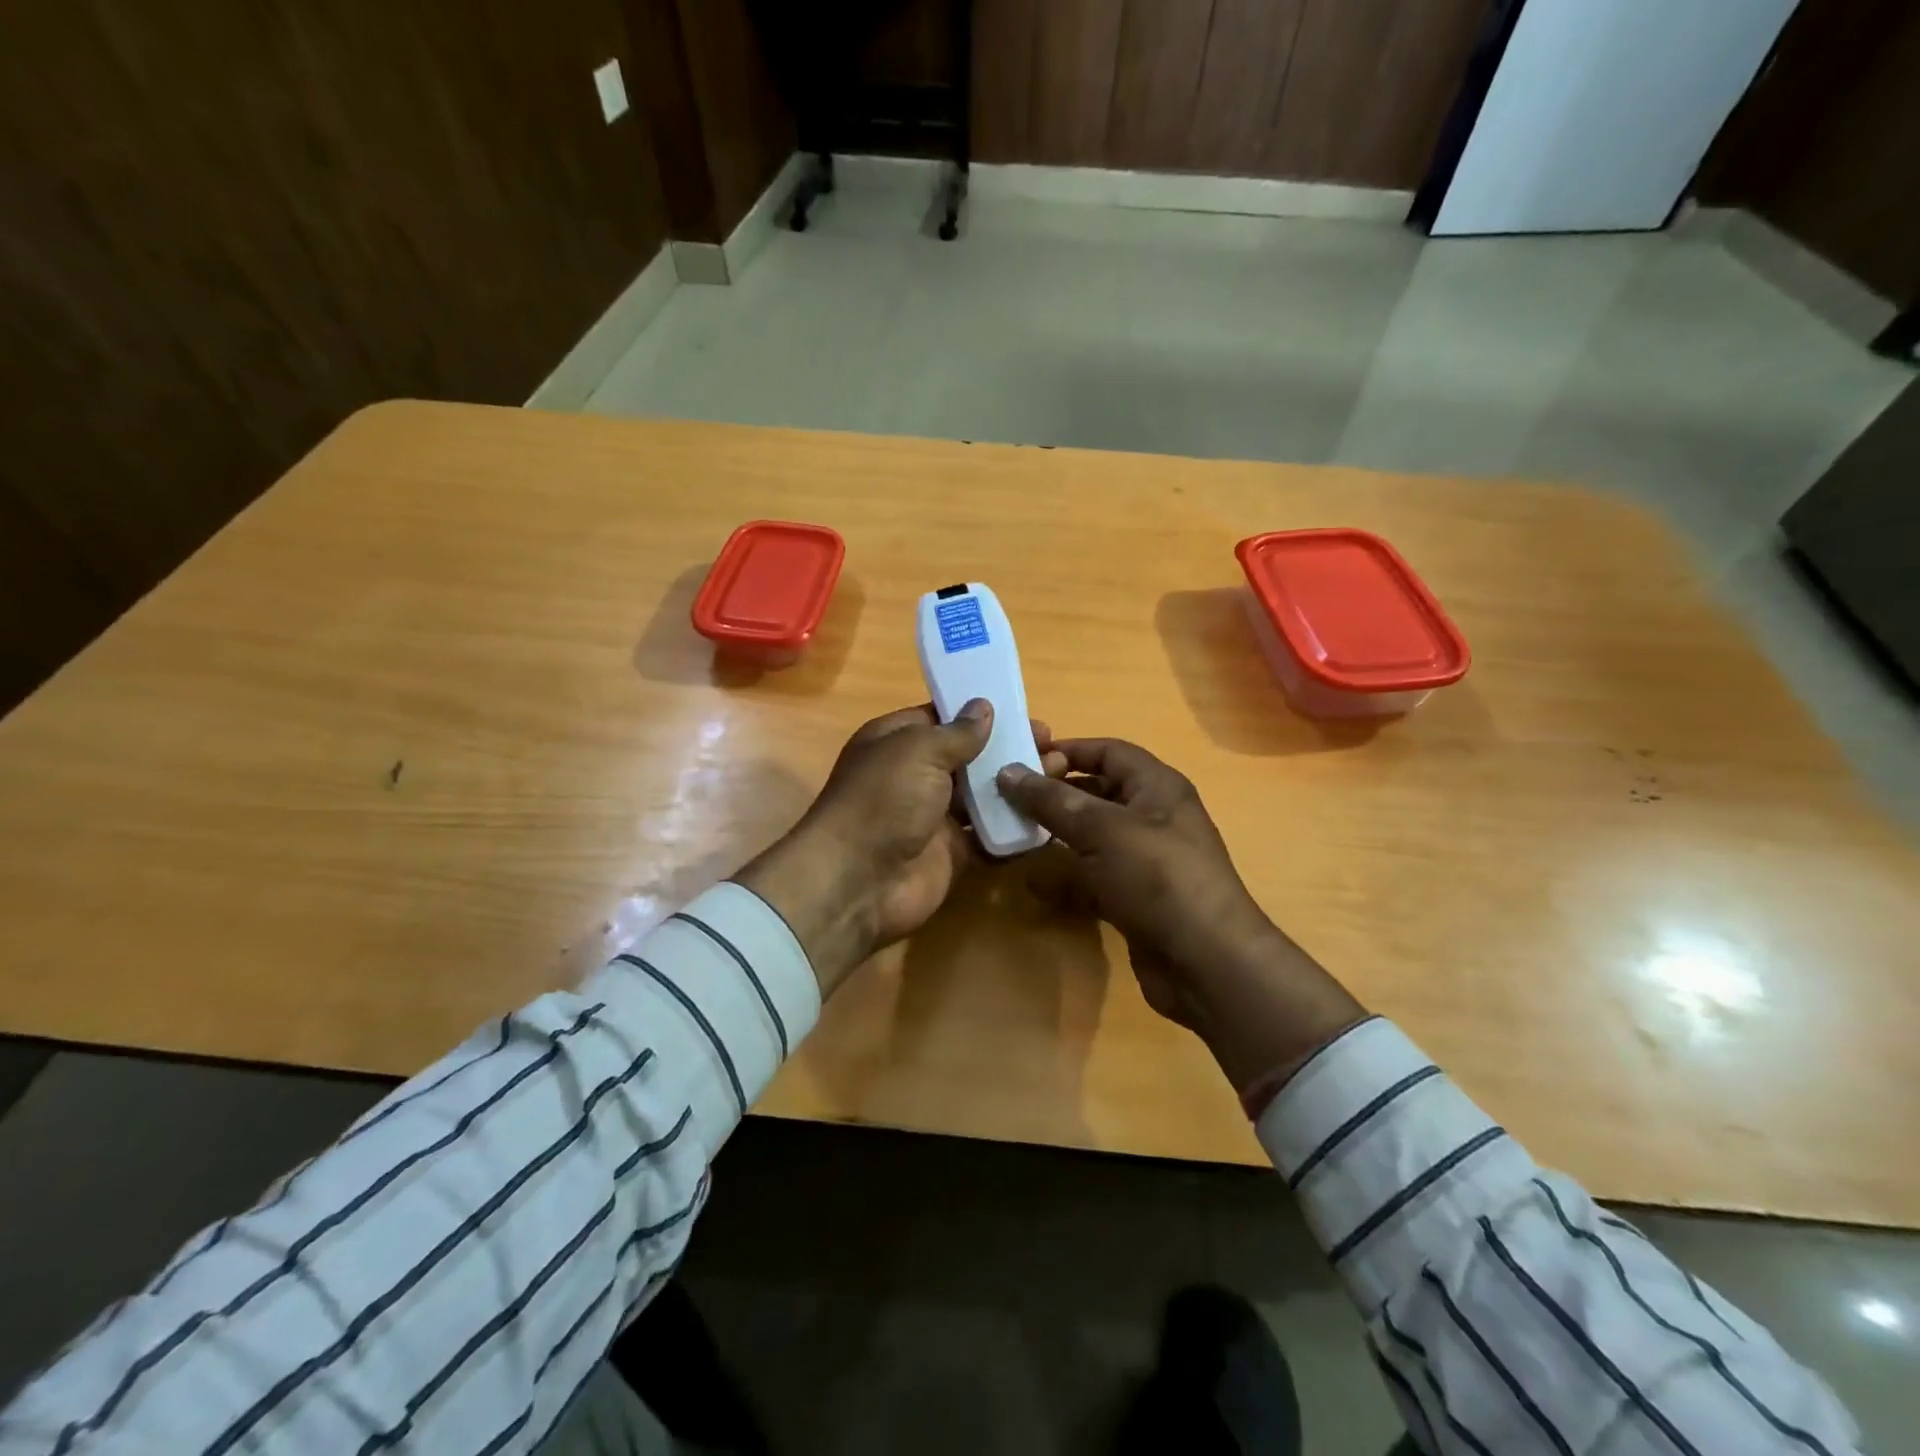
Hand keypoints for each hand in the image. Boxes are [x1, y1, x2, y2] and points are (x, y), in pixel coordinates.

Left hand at [736, 701, 1066, 995]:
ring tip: (1060, 771)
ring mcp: (934, 817)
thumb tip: (983, 707)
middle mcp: (915, 776)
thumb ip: (956, 732)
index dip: (980, 713)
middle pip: (969, 757)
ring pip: (983, 795)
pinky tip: (1050, 813)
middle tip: (1053, 744)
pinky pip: (989, 835)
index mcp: (897, 742)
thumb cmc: (883, 801)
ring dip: (1018, 784)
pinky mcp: (952, 854)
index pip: (942, 718)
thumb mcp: (918, 751)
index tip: (1022, 710)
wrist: (860, 883)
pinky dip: (1015, 826)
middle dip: (1008, 748)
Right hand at [998, 740, 1366, 1091]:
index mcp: (1157, 787)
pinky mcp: (1137, 898)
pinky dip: (1068, 876)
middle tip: (1009, 797)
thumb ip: (1052, 800)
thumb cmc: (1157, 877)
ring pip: (1095, 836)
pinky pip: (1095, 876)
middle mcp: (1154, 817)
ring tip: (1014, 832)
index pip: (1109, 752)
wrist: (1206, 962)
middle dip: (1057, 792)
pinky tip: (1035, 882)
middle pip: (1100, 792)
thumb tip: (1007, 771)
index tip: (1022, 757)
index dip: (1068, 749)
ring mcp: (1147, 861)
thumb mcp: (1101, 829)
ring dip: (1058, 834)